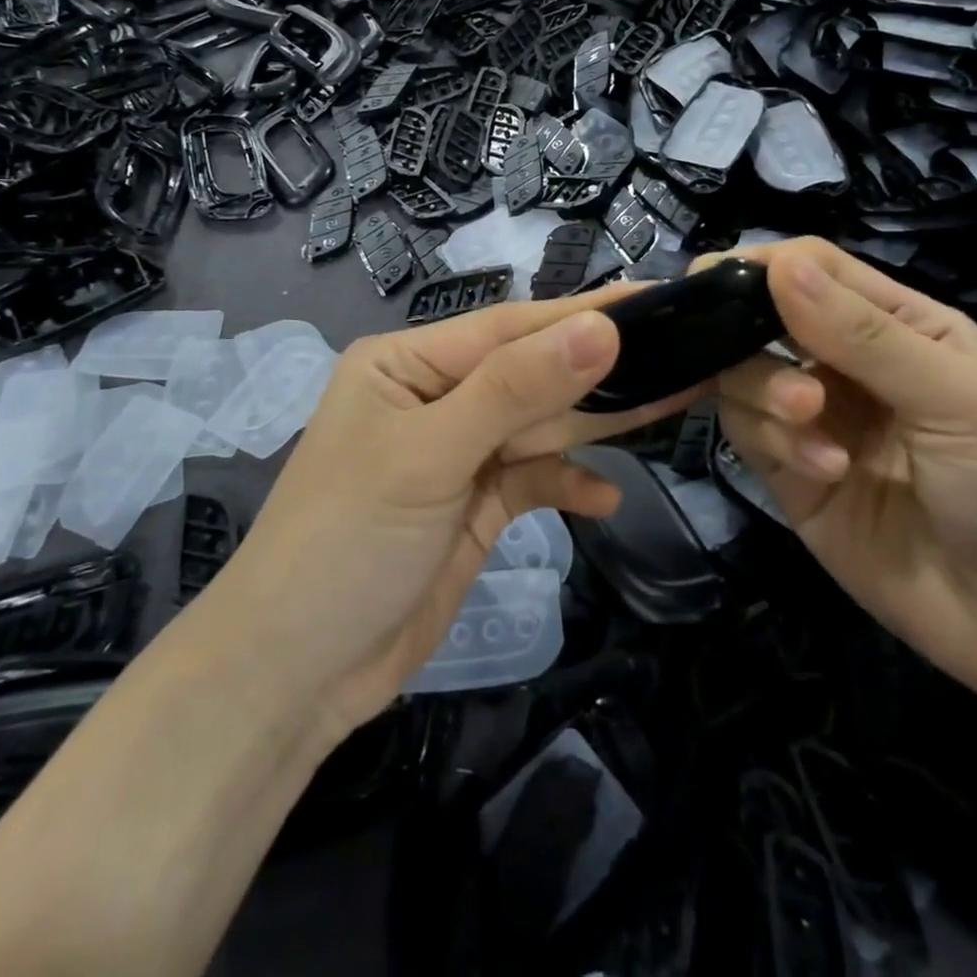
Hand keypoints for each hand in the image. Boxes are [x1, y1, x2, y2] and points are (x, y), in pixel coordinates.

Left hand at [203, 289, 699, 741]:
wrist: (295, 675)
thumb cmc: (347, 541)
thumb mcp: (431, 454)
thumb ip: (516, 390)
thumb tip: (600, 328)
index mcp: (408, 364)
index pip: (509, 329)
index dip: (581, 316)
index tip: (654, 301)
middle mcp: (434, 398)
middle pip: (530, 375)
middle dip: (599, 370)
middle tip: (681, 352)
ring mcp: (457, 455)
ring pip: (539, 427)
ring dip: (596, 425)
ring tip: (673, 402)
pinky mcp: (474, 507)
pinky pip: (532, 482)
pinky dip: (566, 487)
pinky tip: (605, 499)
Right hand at [711, 238, 976, 709]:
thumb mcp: (959, 400)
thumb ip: (864, 335)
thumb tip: (778, 264)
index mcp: (898, 324)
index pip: (813, 269)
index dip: (765, 266)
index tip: (716, 279)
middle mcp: (845, 364)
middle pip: (762, 319)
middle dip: (751, 337)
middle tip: (780, 373)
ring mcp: (813, 420)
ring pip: (744, 375)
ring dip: (766, 394)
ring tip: (812, 427)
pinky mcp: (789, 474)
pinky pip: (748, 433)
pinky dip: (773, 441)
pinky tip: (824, 471)